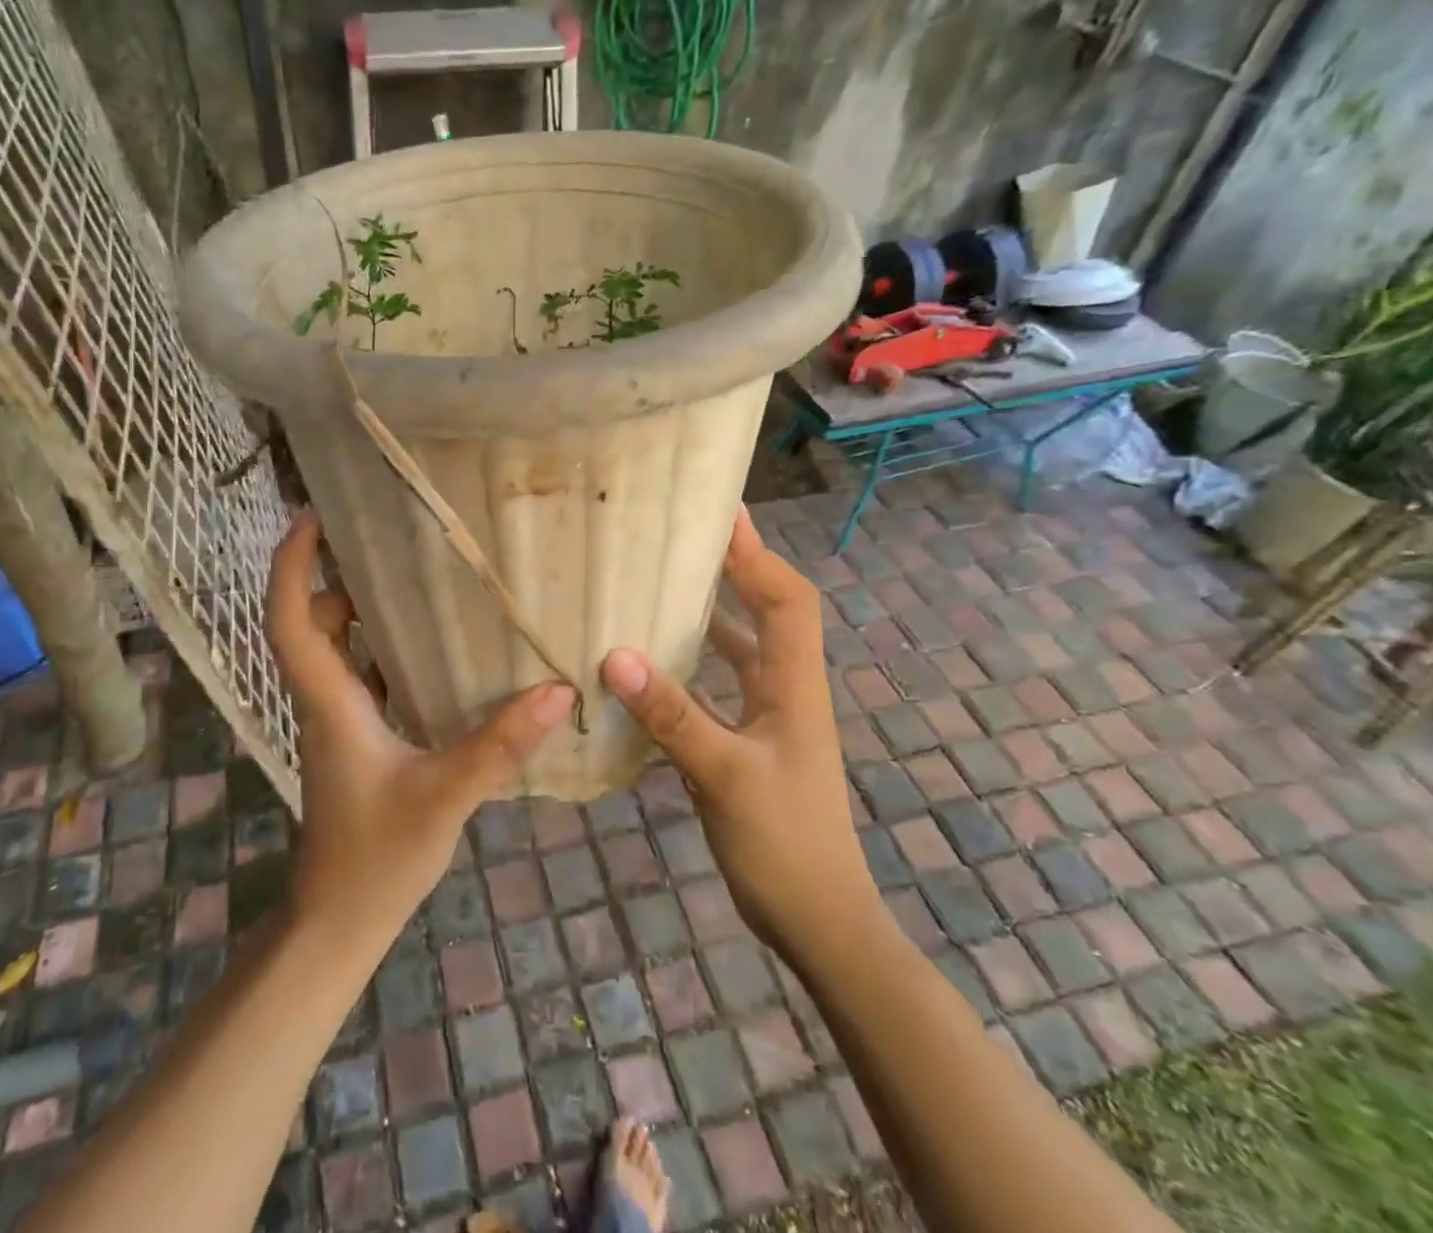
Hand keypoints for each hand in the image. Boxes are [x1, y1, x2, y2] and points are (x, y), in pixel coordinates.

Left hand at [267, 512, 574, 942]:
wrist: (339, 920)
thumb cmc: (376, 857)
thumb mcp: (445, 796)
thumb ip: (499, 744)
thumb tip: (557, 690)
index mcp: (330, 701)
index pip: (290, 619)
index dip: (292, 564)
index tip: (311, 516)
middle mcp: (325, 700)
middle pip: (311, 622)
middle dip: (333, 574)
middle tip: (382, 536)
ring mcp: (338, 720)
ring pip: (335, 648)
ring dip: (358, 609)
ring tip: (411, 575)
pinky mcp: (355, 737)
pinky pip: (361, 674)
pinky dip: (382, 647)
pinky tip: (430, 645)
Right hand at [600, 508, 873, 945]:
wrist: (817, 919)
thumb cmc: (784, 843)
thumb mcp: (725, 776)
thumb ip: (673, 715)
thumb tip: (616, 656)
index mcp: (794, 683)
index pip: (786, 598)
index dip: (758, 554)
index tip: (721, 514)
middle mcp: (785, 688)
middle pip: (767, 609)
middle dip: (735, 568)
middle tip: (682, 537)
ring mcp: (769, 716)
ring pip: (741, 646)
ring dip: (711, 612)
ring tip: (661, 584)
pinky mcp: (748, 740)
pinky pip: (720, 683)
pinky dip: (694, 662)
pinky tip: (653, 663)